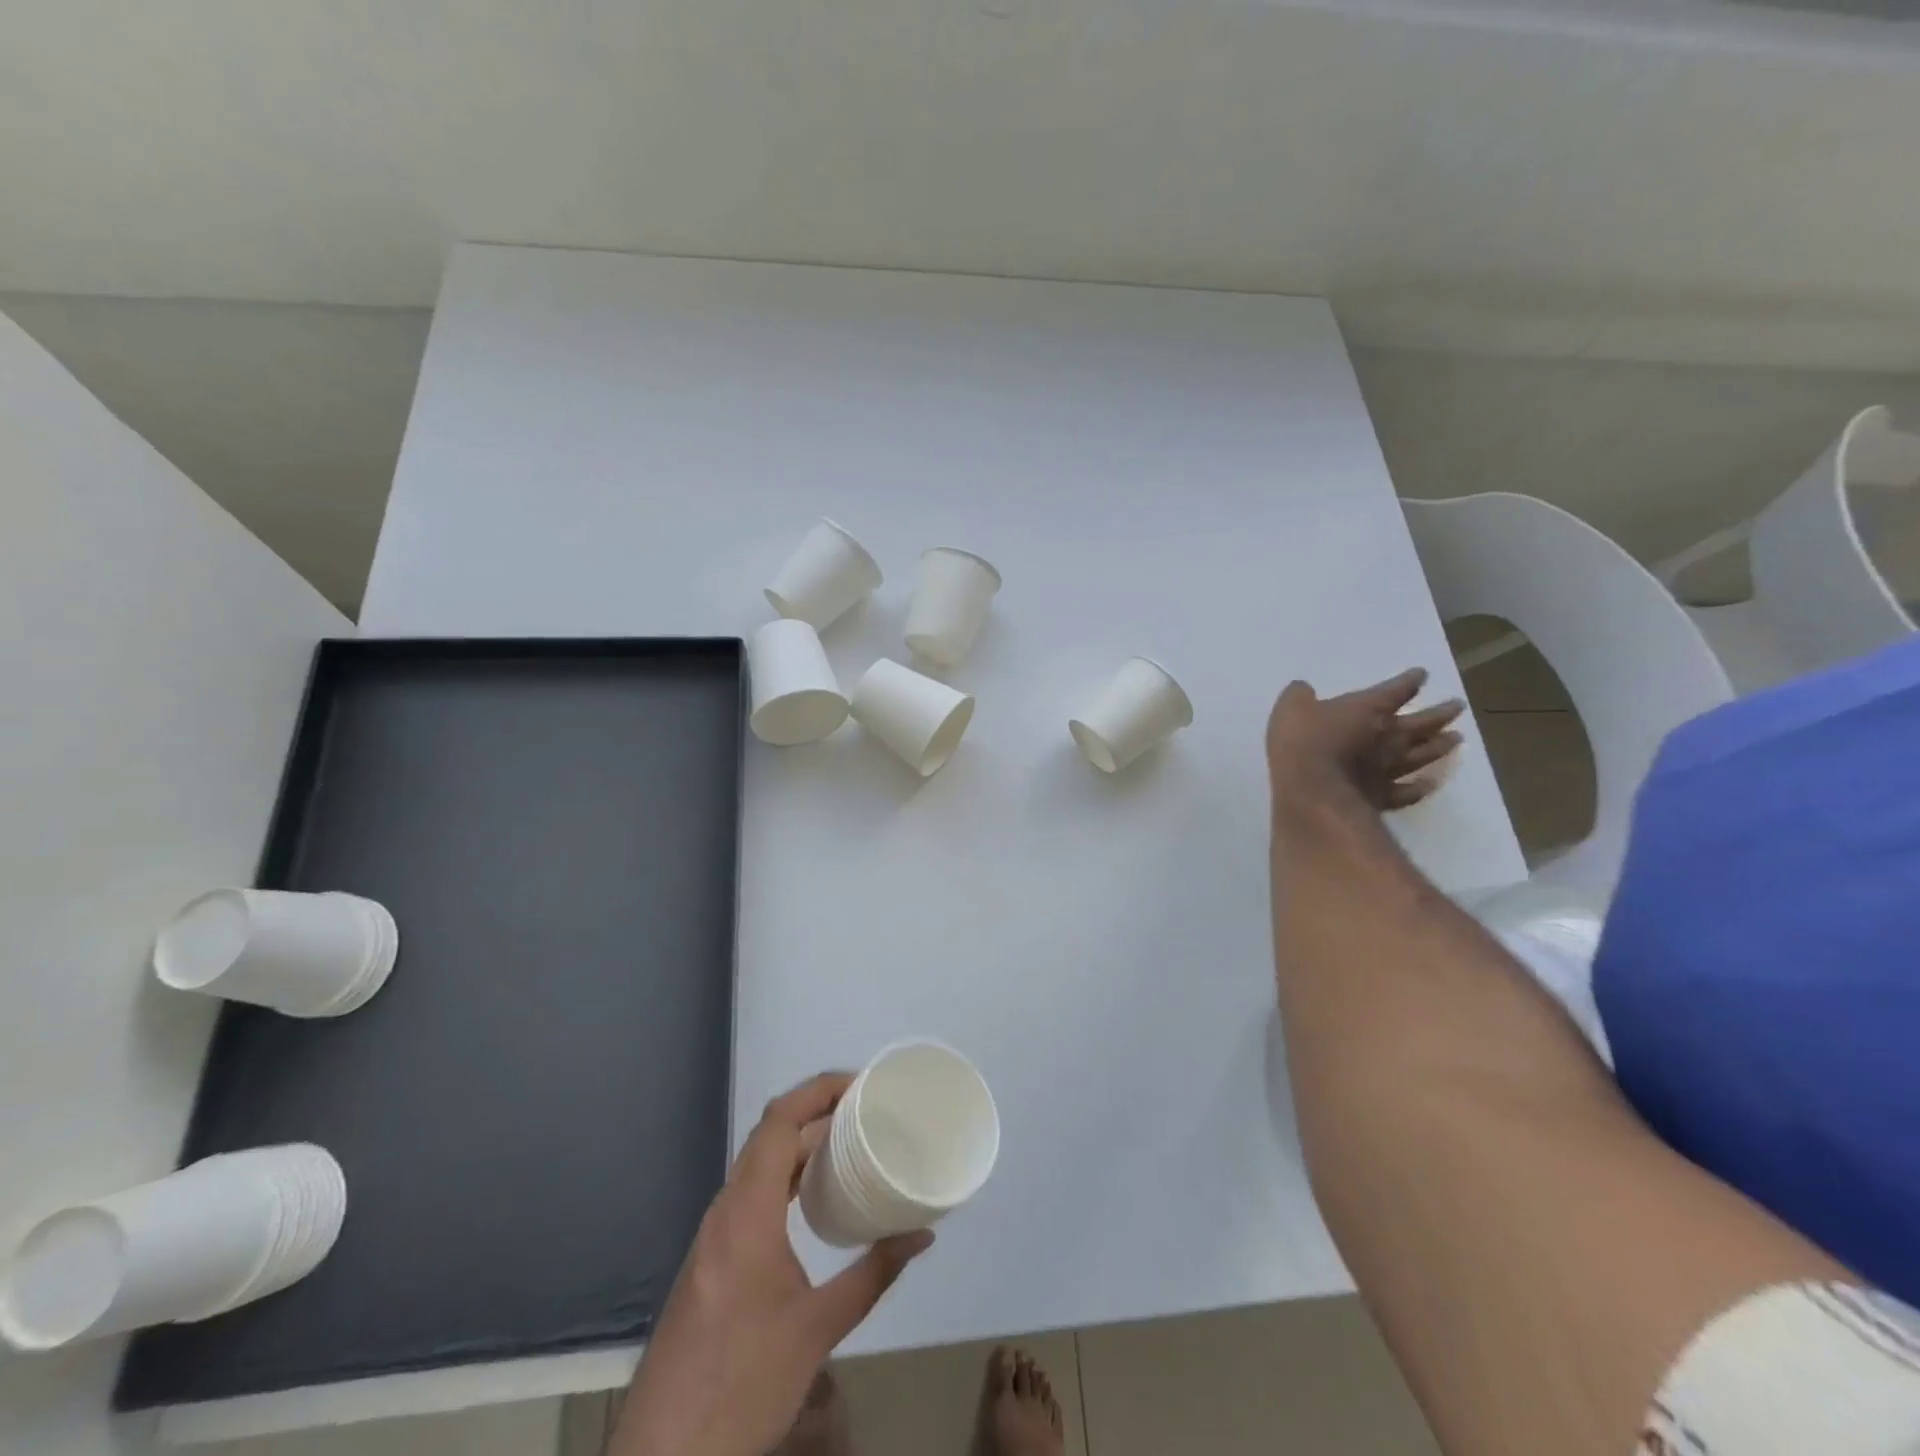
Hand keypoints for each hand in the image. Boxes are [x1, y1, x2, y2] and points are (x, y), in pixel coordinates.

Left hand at [611, 1074, 932, 1455]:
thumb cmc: (742, 1387)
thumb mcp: (818, 1330)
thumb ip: (872, 1274)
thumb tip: (922, 1234)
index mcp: (747, 1213)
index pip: (779, 1122)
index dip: (818, 1091)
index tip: (861, 1085)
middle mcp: (725, 1211)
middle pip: (769, 1135)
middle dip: (817, 1112)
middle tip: (866, 1112)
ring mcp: (712, 1235)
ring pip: (757, 1164)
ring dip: (800, 1144)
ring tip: (849, 1144)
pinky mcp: (710, 1259)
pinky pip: (750, 1193)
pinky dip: (785, 1176)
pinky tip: (813, 1198)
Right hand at [1266, 667, 1463, 812]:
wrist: (1311, 791)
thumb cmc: (1302, 743)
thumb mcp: (1291, 708)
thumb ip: (1300, 696)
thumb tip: (1304, 689)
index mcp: (1368, 709)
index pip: (1396, 690)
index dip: (1409, 681)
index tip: (1422, 675)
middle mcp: (1388, 736)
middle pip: (1422, 722)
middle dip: (1441, 712)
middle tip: (1458, 706)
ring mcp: (1389, 768)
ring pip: (1423, 754)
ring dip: (1441, 746)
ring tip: (1457, 738)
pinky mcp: (1384, 797)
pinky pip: (1410, 791)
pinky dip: (1423, 787)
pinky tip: (1432, 783)